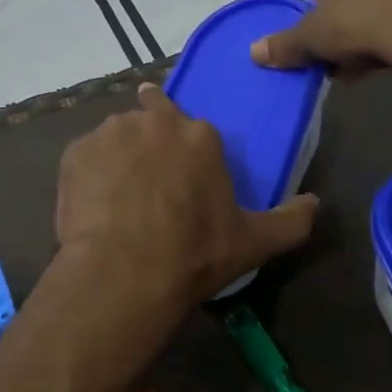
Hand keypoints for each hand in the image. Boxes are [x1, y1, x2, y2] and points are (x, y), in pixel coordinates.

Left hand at [56, 84, 317, 304]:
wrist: (124, 273)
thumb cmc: (193, 255)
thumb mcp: (253, 242)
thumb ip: (291, 220)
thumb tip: (316, 203)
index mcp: (199, 135)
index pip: (193, 128)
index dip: (186, 152)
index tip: (181, 176)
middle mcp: (153, 122)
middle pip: (152, 118)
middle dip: (151, 141)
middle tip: (148, 180)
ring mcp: (110, 133)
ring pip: (117, 135)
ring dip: (119, 155)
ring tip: (118, 195)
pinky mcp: (75, 152)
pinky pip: (85, 156)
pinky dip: (89, 173)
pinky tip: (94, 203)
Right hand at [251, 0, 391, 82]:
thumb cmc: (358, 19)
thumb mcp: (311, 36)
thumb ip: (284, 44)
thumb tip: (254, 53)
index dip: (315, 3)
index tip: (316, 29)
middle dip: (341, 19)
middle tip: (334, 50)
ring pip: (378, 2)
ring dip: (366, 31)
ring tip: (357, 64)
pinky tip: (382, 62)